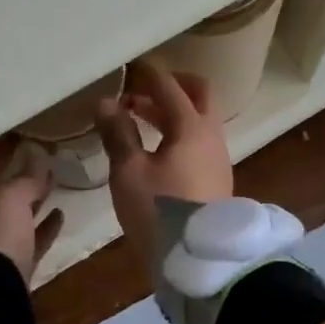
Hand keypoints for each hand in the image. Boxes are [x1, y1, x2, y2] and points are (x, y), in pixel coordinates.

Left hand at [0, 137, 63, 282]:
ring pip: (13, 211)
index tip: (11, 124)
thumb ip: (26, 177)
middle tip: (36, 145)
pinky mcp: (9, 263)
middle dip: (14, 166)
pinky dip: (42, 226)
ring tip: (53, 177)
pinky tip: (60, 214)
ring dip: (32, 195)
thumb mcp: (9, 197)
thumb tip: (38, 158)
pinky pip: (28, 238)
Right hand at [97, 56, 234, 266]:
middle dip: (171, 86)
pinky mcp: (216, 179)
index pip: (170, 86)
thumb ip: (118, 133)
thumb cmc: (159, 210)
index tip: (130, 64)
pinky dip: (179, 132)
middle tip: (141, 89)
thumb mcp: (129, 172)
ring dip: (172, 112)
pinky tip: (156, 148)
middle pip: (199, 95)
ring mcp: (218, 158)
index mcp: (192, 127)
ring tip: (138, 117)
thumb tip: (106, 103)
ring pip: (199, 120)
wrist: (197, 259)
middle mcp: (212, 136)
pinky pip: (199, 141)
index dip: (148, 73)